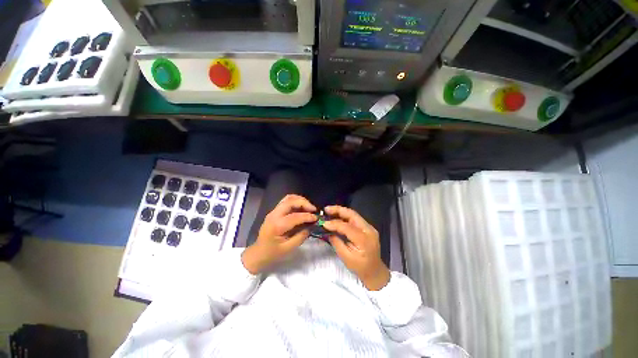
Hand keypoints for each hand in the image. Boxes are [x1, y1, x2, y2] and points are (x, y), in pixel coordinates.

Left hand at [242, 194, 316, 274]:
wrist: (258, 253)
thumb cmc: (272, 253)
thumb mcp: (288, 248)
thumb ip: (301, 236)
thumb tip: (311, 226)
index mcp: (277, 225)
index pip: (295, 216)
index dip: (307, 216)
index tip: (316, 218)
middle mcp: (274, 215)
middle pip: (290, 201)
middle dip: (304, 203)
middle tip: (313, 210)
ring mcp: (273, 211)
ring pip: (288, 198)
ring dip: (300, 200)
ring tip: (308, 207)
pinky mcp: (274, 211)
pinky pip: (286, 201)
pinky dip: (295, 201)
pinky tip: (302, 207)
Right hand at [323, 206, 389, 290]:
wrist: (375, 271)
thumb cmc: (360, 268)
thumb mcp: (346, 257)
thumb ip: (336, 242)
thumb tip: (328, 231)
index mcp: (363, 239)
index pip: (347, 227)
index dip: (334, 223)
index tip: (324, 223)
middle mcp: (368, 230)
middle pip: (352, 215)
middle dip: (338, 210)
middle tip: (326, 209)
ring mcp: (369, 227)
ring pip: (354, 215)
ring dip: (341, 212)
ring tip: (329, 211)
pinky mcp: (368, 228)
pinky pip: (355, 219)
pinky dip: (345, 216)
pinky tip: (337, 216)